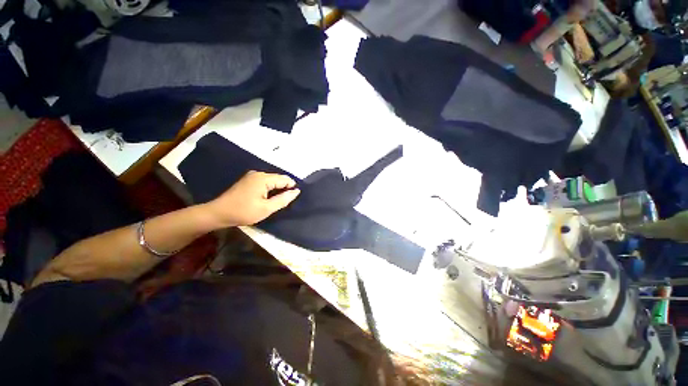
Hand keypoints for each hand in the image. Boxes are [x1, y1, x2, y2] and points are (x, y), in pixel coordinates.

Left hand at [206, 171, 300, 226]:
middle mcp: (258, 173)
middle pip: (278, 179)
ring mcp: (252, 176)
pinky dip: (269, 189)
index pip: (285, 179)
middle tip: (283, 202)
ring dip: (276, 190)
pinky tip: (267, 198)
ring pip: (272, 181)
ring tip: (275, 201)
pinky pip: (265, 182)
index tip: (291, 200)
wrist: (218, 213)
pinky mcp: (248, 180)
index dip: (291, 188)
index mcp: (263, 178)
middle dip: (284, 189)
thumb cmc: (243, 211)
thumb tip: (296, 191)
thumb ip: (283, 199)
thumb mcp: (267, 208)